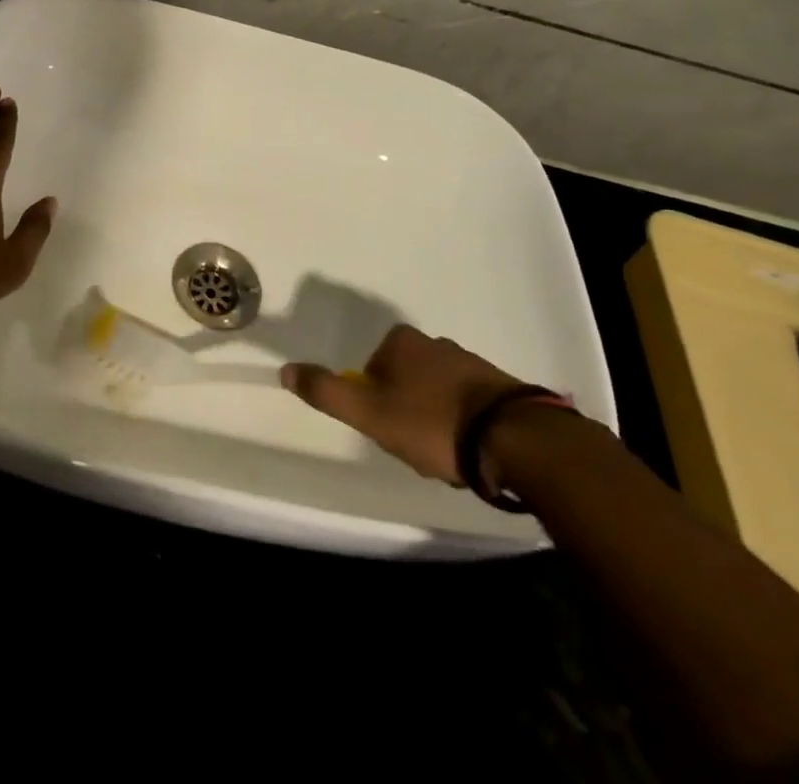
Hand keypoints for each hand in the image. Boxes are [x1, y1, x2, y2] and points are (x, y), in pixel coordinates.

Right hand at [280, 324, 524, 484]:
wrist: (513, 439)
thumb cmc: (431, 423)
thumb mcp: (369, 413)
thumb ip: (326, 392)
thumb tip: (285, 369)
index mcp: (402, 342)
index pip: (372, 370)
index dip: (375, 403)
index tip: (389, 430)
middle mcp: (435, 342)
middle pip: (404, 382)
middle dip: (406, 413)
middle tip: (416, 447)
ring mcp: (470, 362)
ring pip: (436, 395)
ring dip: (436, 422)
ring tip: (446, 455)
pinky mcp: (500, 387)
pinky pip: (468, 406)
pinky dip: (464, 426)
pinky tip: (471, 451)